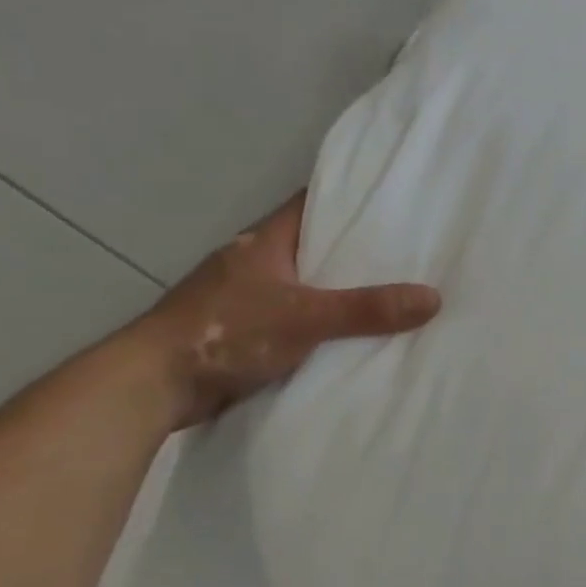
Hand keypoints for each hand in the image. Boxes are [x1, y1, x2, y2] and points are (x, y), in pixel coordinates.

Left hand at [135, 191, 439, 428]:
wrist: (152, 385)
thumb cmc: (225, 332)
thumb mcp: (305, 317)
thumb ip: (366, 309)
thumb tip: (433, 298)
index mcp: (265, 241)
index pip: (312, 203)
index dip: (350, 200)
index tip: (393, 205)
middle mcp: (254, 262)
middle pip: (313, 246)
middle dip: (354, 252)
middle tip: (406, 256)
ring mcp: (244, 299)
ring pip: (303, 286)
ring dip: (336, 292)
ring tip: (389, 296)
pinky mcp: (240, 333)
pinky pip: (292, 320)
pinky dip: (318, 325)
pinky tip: (348, 337)